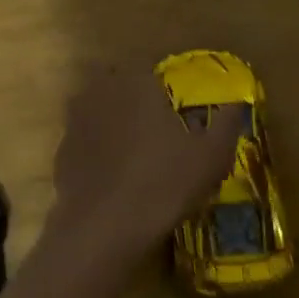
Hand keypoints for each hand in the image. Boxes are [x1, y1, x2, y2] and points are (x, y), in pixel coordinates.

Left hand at [49, 65, 241, 272]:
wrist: (104, 227)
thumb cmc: (164, 182)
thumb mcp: (211, 156)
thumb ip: (227, 124)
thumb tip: (237, 104)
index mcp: (137, 82)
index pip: (149, 70)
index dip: (162, 89)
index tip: (173, 109)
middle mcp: (101, 91)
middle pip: (120, 85)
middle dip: (134, 100)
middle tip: (155, 129)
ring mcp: (76, 121)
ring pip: (98, 110)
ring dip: (112, 122)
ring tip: (134, 152)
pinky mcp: (61, 151)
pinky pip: (85, 141)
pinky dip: (96, 150)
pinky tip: (112, 175)